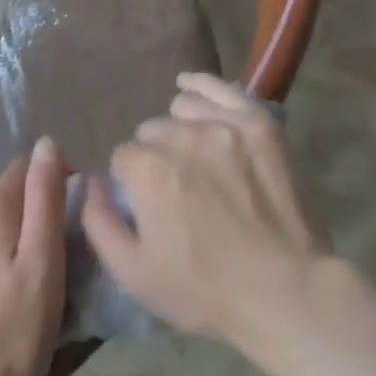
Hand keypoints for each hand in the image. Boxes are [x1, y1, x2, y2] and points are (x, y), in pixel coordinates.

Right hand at [81, 73, 331, 353]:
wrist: (284, 289)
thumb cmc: (205, 290)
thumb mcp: (135, 274)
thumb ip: (99, 223)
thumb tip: (91, 183)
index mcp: (150, 171)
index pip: (123, 157)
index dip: (130, 181)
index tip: (146, 203)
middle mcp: (184, 137)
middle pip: (153, 131)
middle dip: (155, 154)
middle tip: (174, 187)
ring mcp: (225, 125)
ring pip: (183, 107)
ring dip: (179, 126)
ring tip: (192, 153)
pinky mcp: (258, 123)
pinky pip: (221, 89)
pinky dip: (201, 85)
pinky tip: (190, 84)